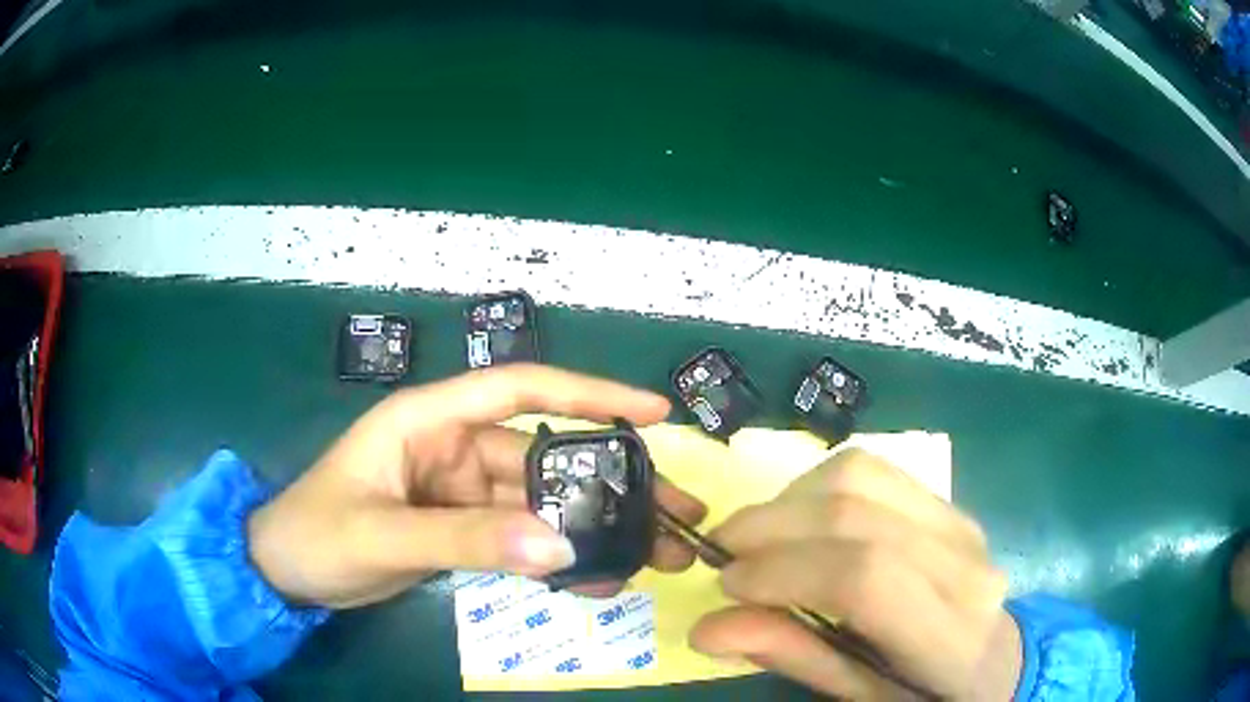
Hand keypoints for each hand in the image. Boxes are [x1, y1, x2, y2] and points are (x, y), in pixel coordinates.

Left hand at [248, 365, 706, 608]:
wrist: (283, 573)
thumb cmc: (315, 534)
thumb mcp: (382, 536)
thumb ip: (464, 539)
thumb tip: (560, 545)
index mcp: (428, 421)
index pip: (520, 389)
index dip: (590, 394)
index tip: (654, 414)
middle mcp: (453, 448)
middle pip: (546, 458)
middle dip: (612, 484)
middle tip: (677, 513)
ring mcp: (460, 492)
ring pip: (540, 504)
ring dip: (594, 528)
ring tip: (653, 555)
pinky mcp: (461, 529)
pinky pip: (520, 538)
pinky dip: (556, 557)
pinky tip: (595, 578)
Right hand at [690, 450, 1019, 700]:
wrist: (992, 660)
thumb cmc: (923, 693)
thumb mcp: (860, 697)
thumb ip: (794, 657)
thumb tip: (707, 628)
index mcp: (949, 636)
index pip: (867, 579)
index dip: (786, 572)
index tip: (729, 585)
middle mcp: (963, 566)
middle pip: (857, 517)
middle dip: (771, 528)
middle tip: (723, 556)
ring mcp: (961, 523)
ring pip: (861, 477)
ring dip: (789, 500)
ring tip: (755, 536)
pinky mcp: (947, 503)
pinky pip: (873, 470)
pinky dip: (816, 486)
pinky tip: (797, 518)